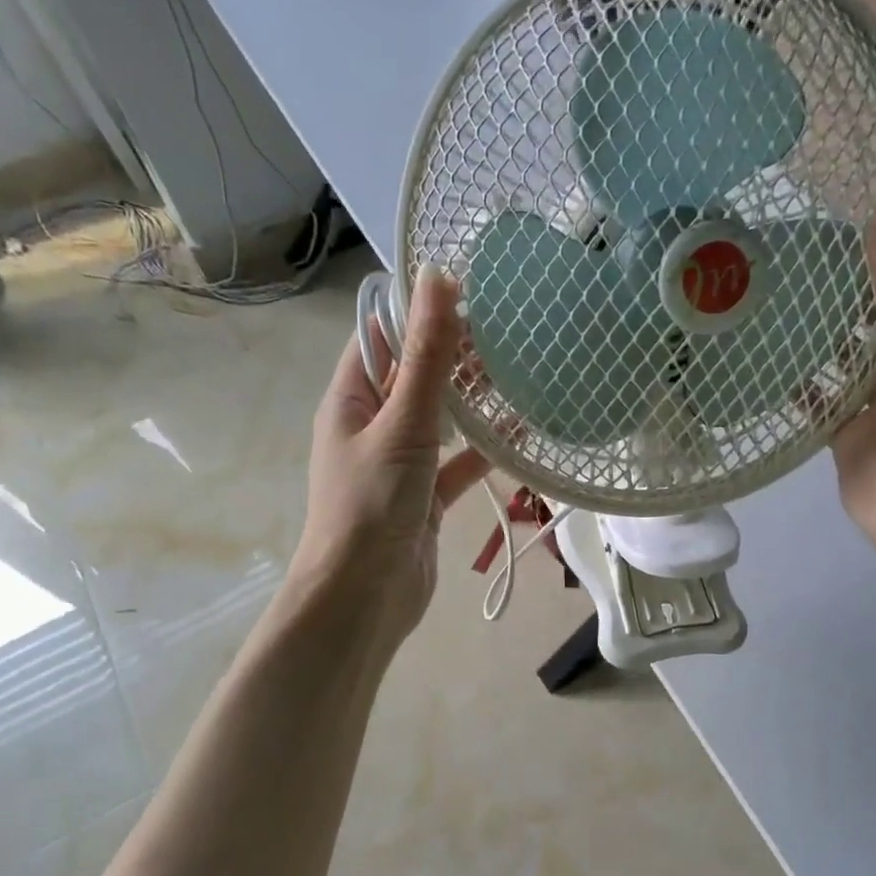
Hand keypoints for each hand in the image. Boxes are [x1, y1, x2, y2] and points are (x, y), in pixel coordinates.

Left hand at [289, 272, 489, 650]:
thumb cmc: (372, 504)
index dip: (420, 309)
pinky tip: (523, 433)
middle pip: (417, 374)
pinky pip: (459, 461)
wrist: (364, 596)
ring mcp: (401, 461)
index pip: (382, 334)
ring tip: (524, 369)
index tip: (471, 288)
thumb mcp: (402, 423)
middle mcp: (373, 423)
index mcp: (352, 398)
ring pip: (442, 418)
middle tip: (512, 327)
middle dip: (457, 352)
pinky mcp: (427, 495)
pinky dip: (485, 449)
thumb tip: (439, 278)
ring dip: (475, 399)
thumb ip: (425, 356)